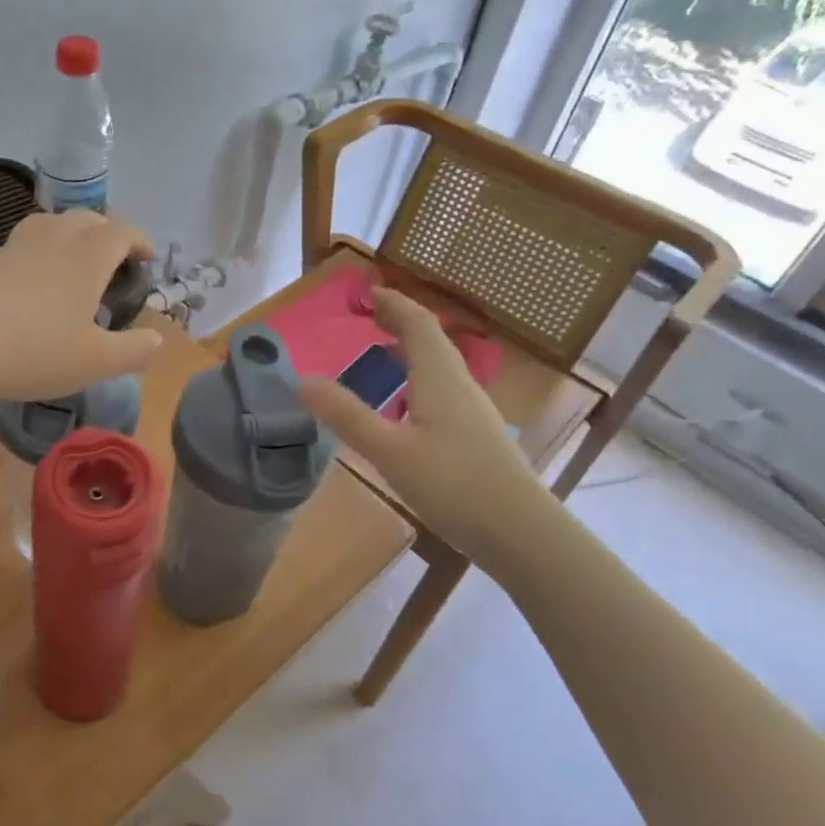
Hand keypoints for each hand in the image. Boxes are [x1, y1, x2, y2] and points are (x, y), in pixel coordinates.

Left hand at [0, 211, 162, 401]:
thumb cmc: (36, 351)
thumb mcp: (96, 362)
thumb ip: (133, 350)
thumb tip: (157, 338)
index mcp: (87, 258)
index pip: (122, 232)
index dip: (140, 240)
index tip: (147, 258)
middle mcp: (54, 241)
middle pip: (86, 218)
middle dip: (107, 232)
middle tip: (115, 258)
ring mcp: (16, 247)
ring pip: (51, 222)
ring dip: (71, 232)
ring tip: (74, 257)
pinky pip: (23, 242)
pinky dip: (38, 249)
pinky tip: (32, 277)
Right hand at [299, 288, 536, 548]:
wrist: (523, 533)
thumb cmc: (454, 485)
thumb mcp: (389, 451)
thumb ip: (346, 415)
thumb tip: (302, 380)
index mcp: (439, 378)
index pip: (417, 324)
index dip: (393, 304)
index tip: (368, 291)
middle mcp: (459, 385)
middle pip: (431, 340)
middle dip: (400, 322)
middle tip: (370, 315)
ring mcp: (473, 411)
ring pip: (439, 365)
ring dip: (411, 349)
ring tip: (383, 351)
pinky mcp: (477, 435)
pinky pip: (443, 388)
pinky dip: (419, 377)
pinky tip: (407, 404)